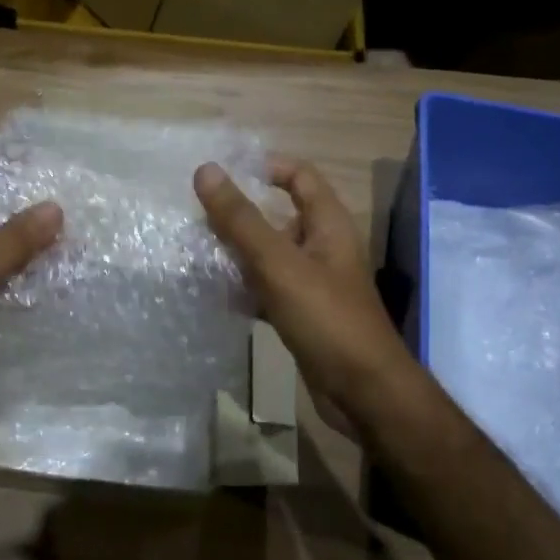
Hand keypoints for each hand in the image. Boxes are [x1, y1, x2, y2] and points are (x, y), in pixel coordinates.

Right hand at [195, 157, 421, 427]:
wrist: (363, 393)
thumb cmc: (326, 318)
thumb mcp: (279, 264)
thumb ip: (241, 219)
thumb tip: (206, 171)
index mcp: (328, 224)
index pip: (300, 176)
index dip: (266, 166)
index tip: (225, 172)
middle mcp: (323, 247)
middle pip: (279, 216)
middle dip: (241, 214)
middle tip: (197, 215)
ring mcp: (314, 282)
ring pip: (270, 255)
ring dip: (238, 252)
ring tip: (196, 251)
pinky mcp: (303, 313)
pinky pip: (268, 288)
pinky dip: (245, 287)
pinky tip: (215, 293)